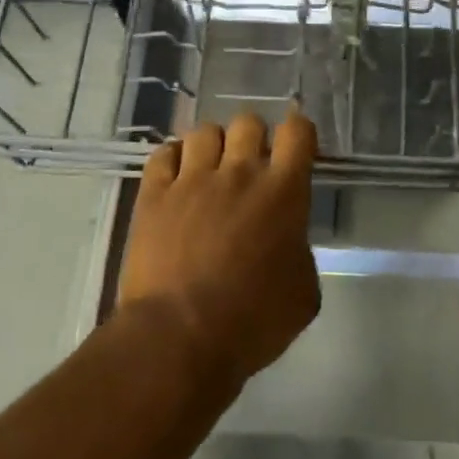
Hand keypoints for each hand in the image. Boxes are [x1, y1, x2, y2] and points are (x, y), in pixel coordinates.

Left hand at [118, 110, 319, 387]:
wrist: (180, 337)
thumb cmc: (253, 322)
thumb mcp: (304, 293)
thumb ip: (299, 251)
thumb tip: (286, 241)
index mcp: (283, 192)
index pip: (298, 131)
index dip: (300, 134)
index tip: (297, 150)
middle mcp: (238, 173)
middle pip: (248, 122)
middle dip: (254, 138)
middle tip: (251, 168)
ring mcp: (191, 180)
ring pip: (204, 131)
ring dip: (214, 146)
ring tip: (211, 171)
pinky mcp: (153, 194)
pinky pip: (164, 154)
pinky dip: (174, 159)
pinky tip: (178, 180)